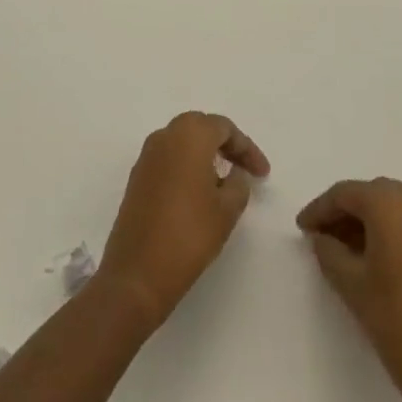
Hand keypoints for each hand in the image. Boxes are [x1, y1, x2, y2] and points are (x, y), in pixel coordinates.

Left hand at [97, 112, 269, 329]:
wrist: (137, 273)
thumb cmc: (189, 235)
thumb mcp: (227, 210)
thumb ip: (238, 184)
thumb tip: (234, 174)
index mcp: (189, 135)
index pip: (224, 128)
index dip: (247, 149)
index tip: (264, 174)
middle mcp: (165, 136)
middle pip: (201, 128)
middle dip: (226, 146)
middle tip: (245, 170)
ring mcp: (147, 156)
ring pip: (183, 142)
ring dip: (205, 155)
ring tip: (225, 183)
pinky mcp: (137, 177)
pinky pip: (169, 159)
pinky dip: (187, 167)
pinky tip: (199, 193)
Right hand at [296, 177, 401, 401]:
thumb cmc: (398, 322)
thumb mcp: (352, 284)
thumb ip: (329, 252)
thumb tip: (322, 238)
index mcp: (391, 203)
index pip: (345, 193)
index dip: (319, 209)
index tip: (301, 228)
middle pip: (371, 196)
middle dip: (343, 213)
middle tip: (319, 237)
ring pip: (392, 211)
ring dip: (366, 224)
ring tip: (341, 251)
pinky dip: (388, 235)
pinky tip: (372, 262)